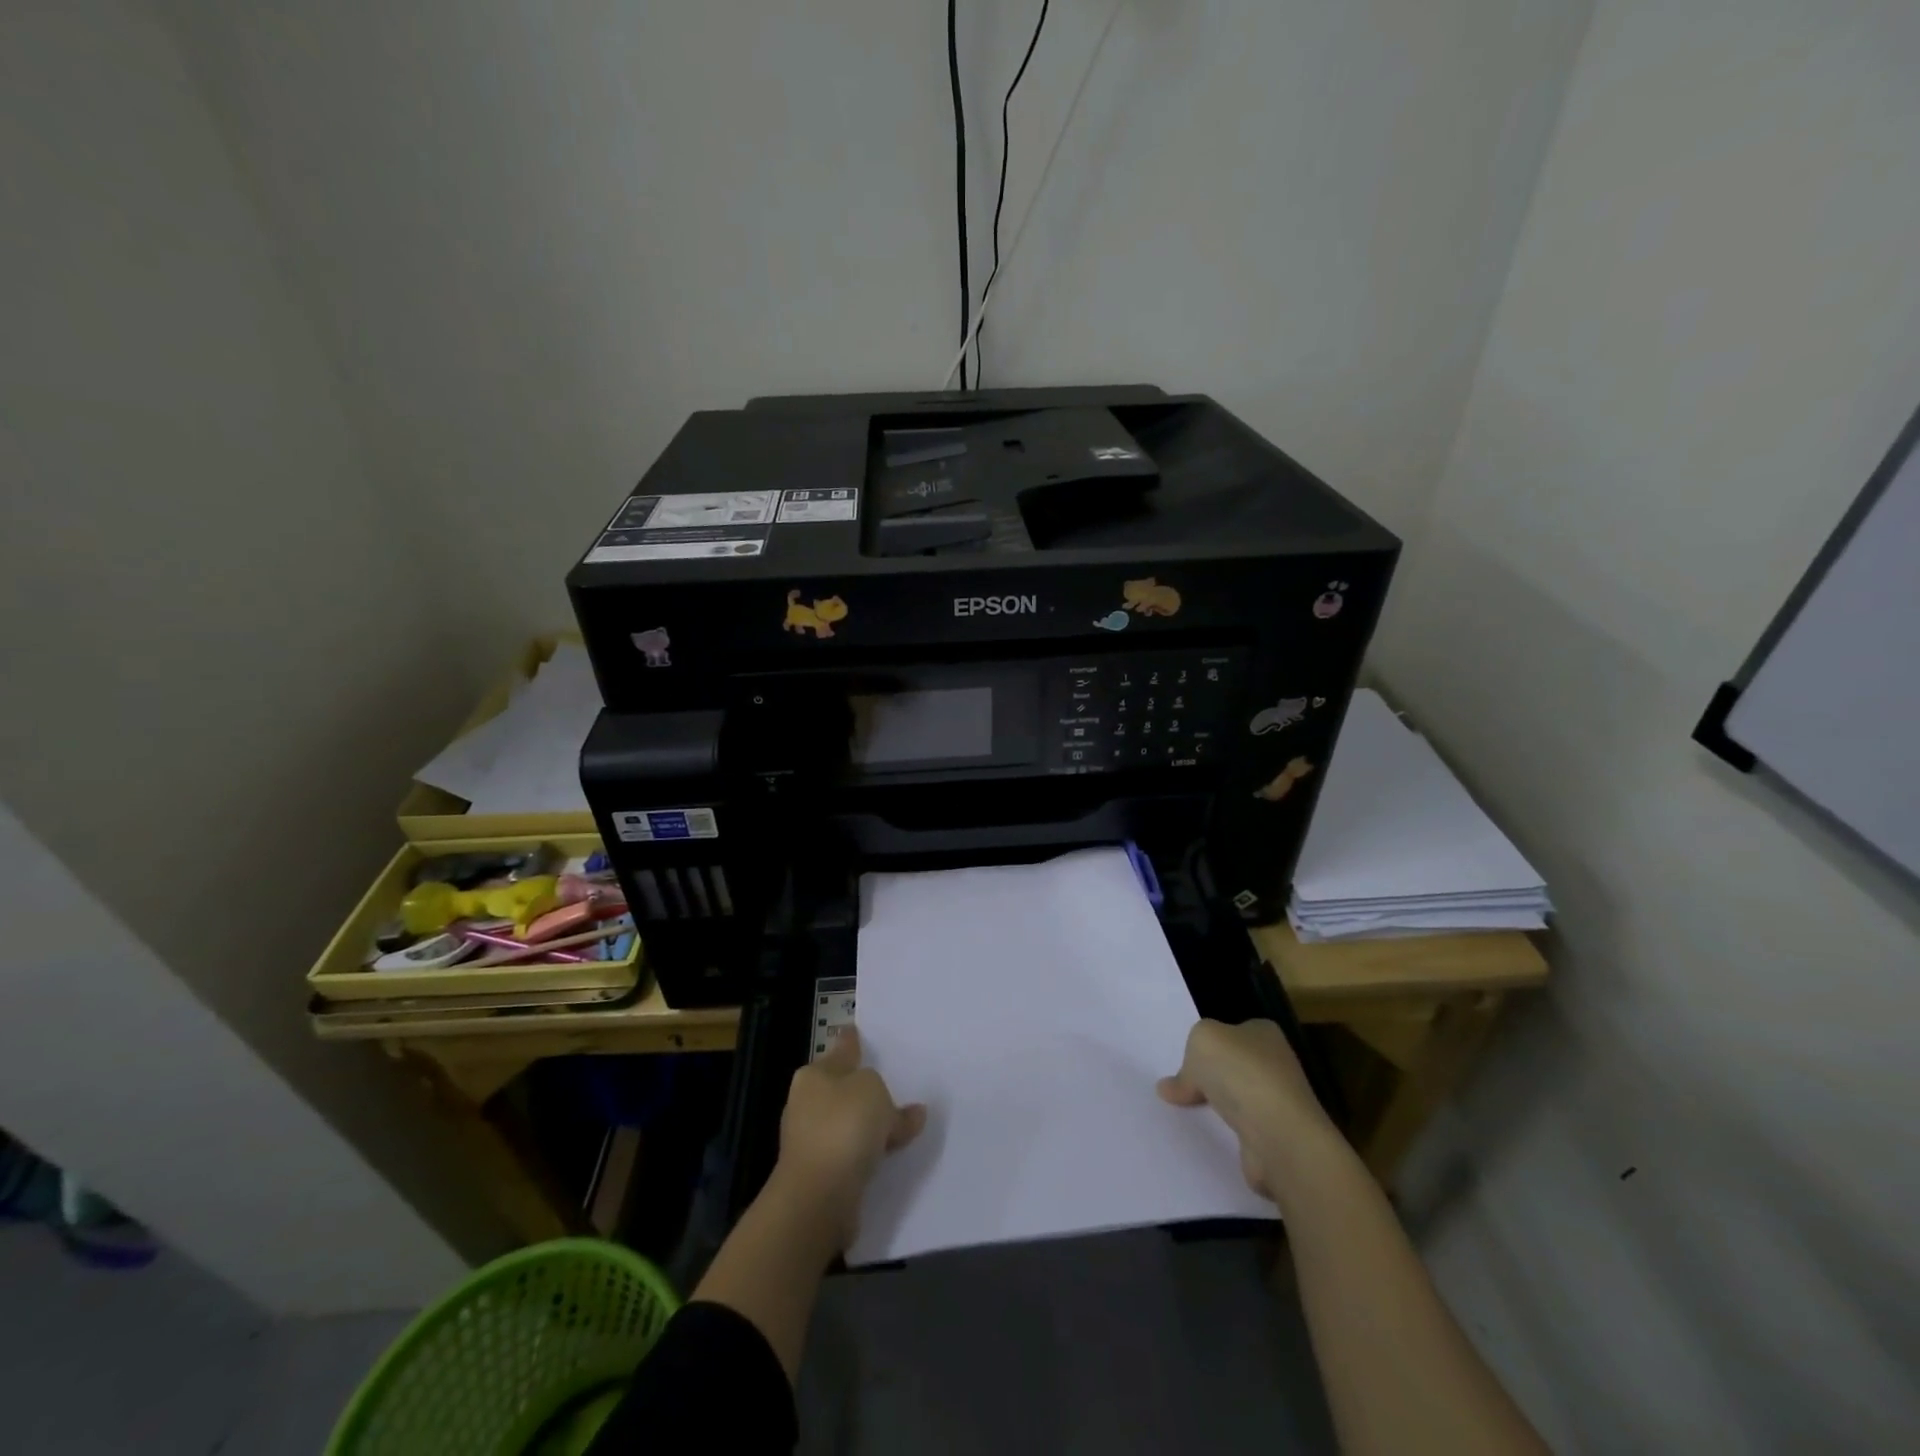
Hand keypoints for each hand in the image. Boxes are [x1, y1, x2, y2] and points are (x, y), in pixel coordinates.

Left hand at [770, 1026, 925, 1252]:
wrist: (818, 1198)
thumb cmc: (842, 1127)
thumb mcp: (871, 1089)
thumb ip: (886, 1094)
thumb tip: (907, 1112)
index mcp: (813, 1076)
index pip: (840, 1051)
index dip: (852, 1042)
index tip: (858, 1033)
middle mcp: (807, 1105)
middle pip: (844, 1089)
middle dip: (866, 1090)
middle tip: (896, 1087)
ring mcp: (811, 1142)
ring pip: (849, 1123)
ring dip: (871, 1126)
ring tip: (904, 1125)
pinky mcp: (821, 1175)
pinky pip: (854, 1153)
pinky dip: (870, 1153)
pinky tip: (893, 1155)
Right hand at [1157, 1018, 1344, 1204]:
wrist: (1279, 1135)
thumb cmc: (1241, 1073)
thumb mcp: (1202, 1040)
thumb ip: (1189, 1054)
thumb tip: (1172, 1085)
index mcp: (1263, 1033)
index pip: (1230, 1032)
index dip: (1206, 1045)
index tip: (1184, 1060)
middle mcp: (1276, 1064)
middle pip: (1232, 1066)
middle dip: (1208, 1077)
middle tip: (1178, 1088)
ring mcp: (1278, 1103)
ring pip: (1236, 1100)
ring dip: (1215, 1108)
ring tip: (1183, 1114)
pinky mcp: (1276, 1138)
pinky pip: (1240, 1131)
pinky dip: (1224, 1134)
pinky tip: (1205, 1137)